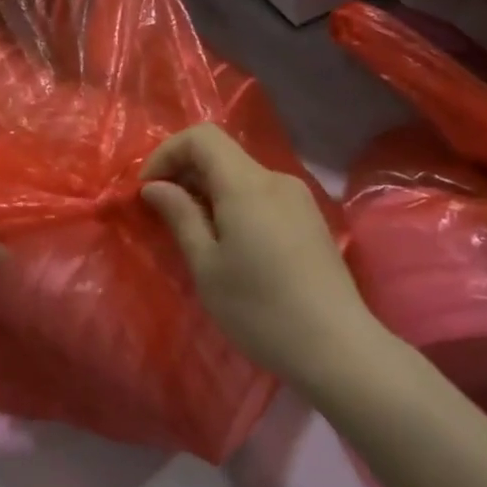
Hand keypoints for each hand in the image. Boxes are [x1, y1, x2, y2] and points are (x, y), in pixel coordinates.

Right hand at [141, 125, 392, 386]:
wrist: (338, 349)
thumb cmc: (260, 309)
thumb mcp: (207, 265)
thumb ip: (180, 216)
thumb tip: (155, 186)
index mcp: (246, 184)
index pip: (201, 136)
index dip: (167, 153)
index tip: (148, 189)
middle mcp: (275, 179)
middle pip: (221, 154)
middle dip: (184, 173)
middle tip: (161, 212)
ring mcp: (298, 199)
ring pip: (241, 175)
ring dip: (208, 191)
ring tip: (192, 231)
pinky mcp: (309, 219)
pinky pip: (261, 195)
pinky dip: (233, 204)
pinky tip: (229, 243)